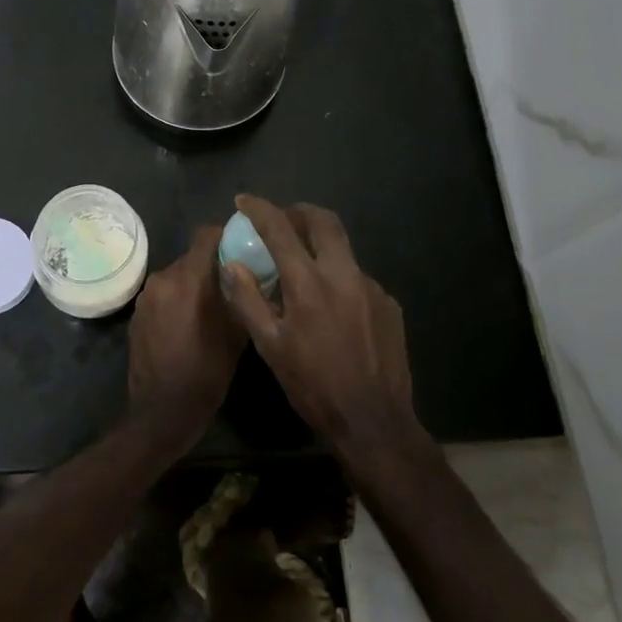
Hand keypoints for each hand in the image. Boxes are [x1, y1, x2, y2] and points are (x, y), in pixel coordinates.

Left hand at [127, 225, 245, 450]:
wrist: (162, 412)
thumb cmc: (206, 372)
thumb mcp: (236, 334)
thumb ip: (242, 296)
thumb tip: (249, 275)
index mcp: (189, 278)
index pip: (206, 234)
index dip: (225, 235)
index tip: (242, 247)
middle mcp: (163, 279)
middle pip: (192, 257)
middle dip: (211, 266)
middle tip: (233, 284)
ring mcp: (146, 297)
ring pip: (176, 277)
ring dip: (193, 286)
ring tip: (211, 308)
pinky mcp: (136, 315)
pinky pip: (163, 296)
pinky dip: (176, 301)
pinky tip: (188, 325)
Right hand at [222, 197, 427, 473]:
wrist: (373, 420)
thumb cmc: (313, 386)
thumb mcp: (270, 347)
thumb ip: (248, 300)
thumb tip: (232, 264)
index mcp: (309, 283)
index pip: (280, 229)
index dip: (260, 209)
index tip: (244, 200)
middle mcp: (344, 275)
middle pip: (324, 221)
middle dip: (300, 212)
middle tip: (282, 220)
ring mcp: (371, 287)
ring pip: (343, 251)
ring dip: (321, 249)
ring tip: (304, 272)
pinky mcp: (389, 304)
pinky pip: (358, 279)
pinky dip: (339, 280)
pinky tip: (332, 309)